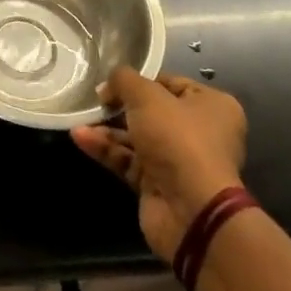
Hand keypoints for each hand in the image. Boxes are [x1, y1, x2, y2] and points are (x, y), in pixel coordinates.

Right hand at [72, 68, 246, 262]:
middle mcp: (200, 132)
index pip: (169, 83)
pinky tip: (81, 138)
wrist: (191, 210)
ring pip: (136, 137)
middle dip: (118, 107)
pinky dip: (106, 149)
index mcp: (212, 106)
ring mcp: (178, 161)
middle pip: (150, 111)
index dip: (139, 80)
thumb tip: (107, 87)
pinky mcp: (158, 184)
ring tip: (78, 120)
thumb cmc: (178, 139)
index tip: (111, 81)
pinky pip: (128, 160)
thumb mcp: (147, 96)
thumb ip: (123, 80)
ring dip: (106, 129)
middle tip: (93, 100)